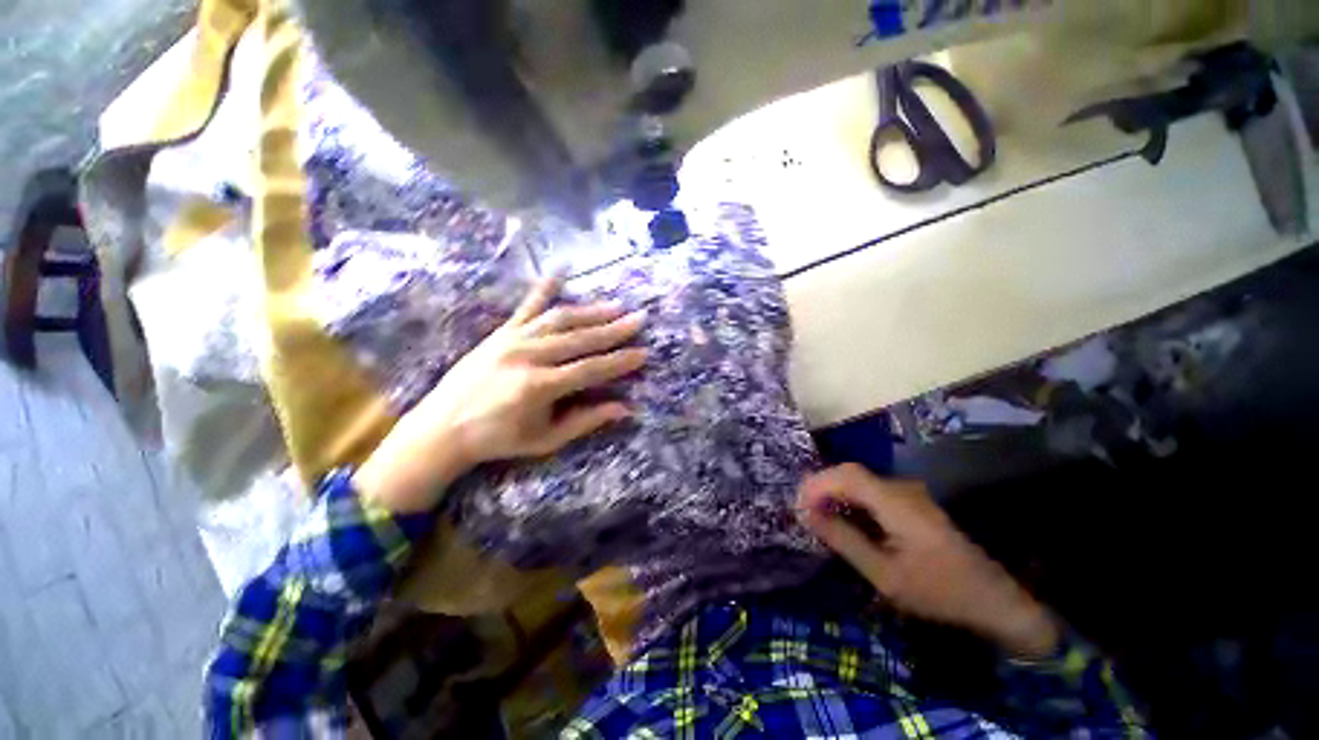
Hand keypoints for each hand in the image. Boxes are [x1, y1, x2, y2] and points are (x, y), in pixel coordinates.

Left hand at [355, 276, 646, 512]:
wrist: (441, 427)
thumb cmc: (498, 439)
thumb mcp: (546, 439)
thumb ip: (585, 421)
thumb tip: (624, 408)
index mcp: (540, 386)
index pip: (592, 369)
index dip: (620, 361)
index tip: (644, 352)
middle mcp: (529, 356)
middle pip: (581, 338)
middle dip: (614, 329)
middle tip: (639, 319)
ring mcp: (513, 339)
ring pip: (561, 319)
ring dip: (592, 311)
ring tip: (617, 306)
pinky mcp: (501, 332)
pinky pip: (527, 306)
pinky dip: (545, 288)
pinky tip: (561, 271)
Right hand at [799, 464, 1059, 657]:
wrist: (993, 599)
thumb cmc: (938, 591)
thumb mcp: (884, 575)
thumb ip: (844, 540)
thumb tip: (808, 514)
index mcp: (896, 503)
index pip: (846, 475)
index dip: (817, 484)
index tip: (798, 506)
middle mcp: (901, 488)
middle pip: (850, 473)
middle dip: (820, 487)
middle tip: (802, 511)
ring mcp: (908, 493)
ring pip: (859, 480)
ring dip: (834, 493)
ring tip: (816, 516)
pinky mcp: (911, 502)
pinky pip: (870, 491)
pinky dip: (849, 500)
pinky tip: (843, 520)